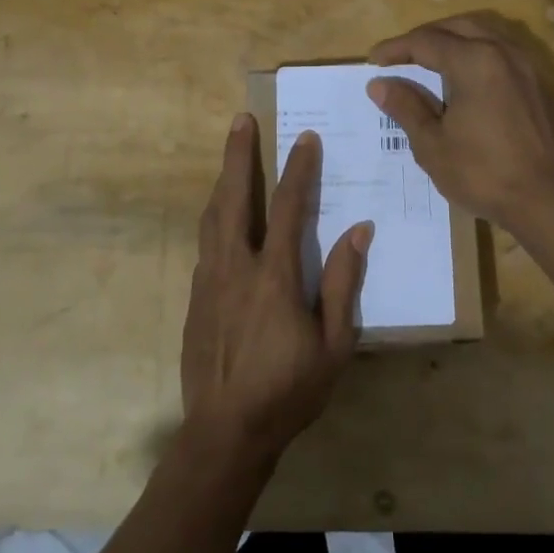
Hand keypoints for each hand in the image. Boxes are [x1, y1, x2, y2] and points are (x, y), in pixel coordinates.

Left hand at [180, 114, 370, 466]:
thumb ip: (344, 285)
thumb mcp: (334, 345)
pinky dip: (216, 218)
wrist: (225, 431)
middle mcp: (235, 268)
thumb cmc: (289, 391)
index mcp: (274, 278)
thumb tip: (359, 232)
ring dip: (222, 181)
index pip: (289, 209)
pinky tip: (222, 215)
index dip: (298, 171)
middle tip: (241, 121)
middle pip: (234, 198)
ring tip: (230, 154)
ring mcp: (208, 281)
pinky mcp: (193, 298)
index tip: (305, 139)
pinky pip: (205, 244)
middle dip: (238, 156)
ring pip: (212, 217)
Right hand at [368, 13, 553, 233]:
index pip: (425, 41)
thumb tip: (379, 84)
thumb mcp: (432, 144)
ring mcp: (524, 66)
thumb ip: (406, 107)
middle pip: (456, 27)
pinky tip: (463, 76)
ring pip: (482, 33)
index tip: (373, 60)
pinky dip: (475, 51)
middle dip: (424, 37)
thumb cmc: (482, 173)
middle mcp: (502, 52)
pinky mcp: (536, 83)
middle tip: (399, 56)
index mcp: (473, 61)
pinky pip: (500, 51)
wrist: (546, 200)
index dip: (396, 49)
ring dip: (452, 39)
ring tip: (428, 60)